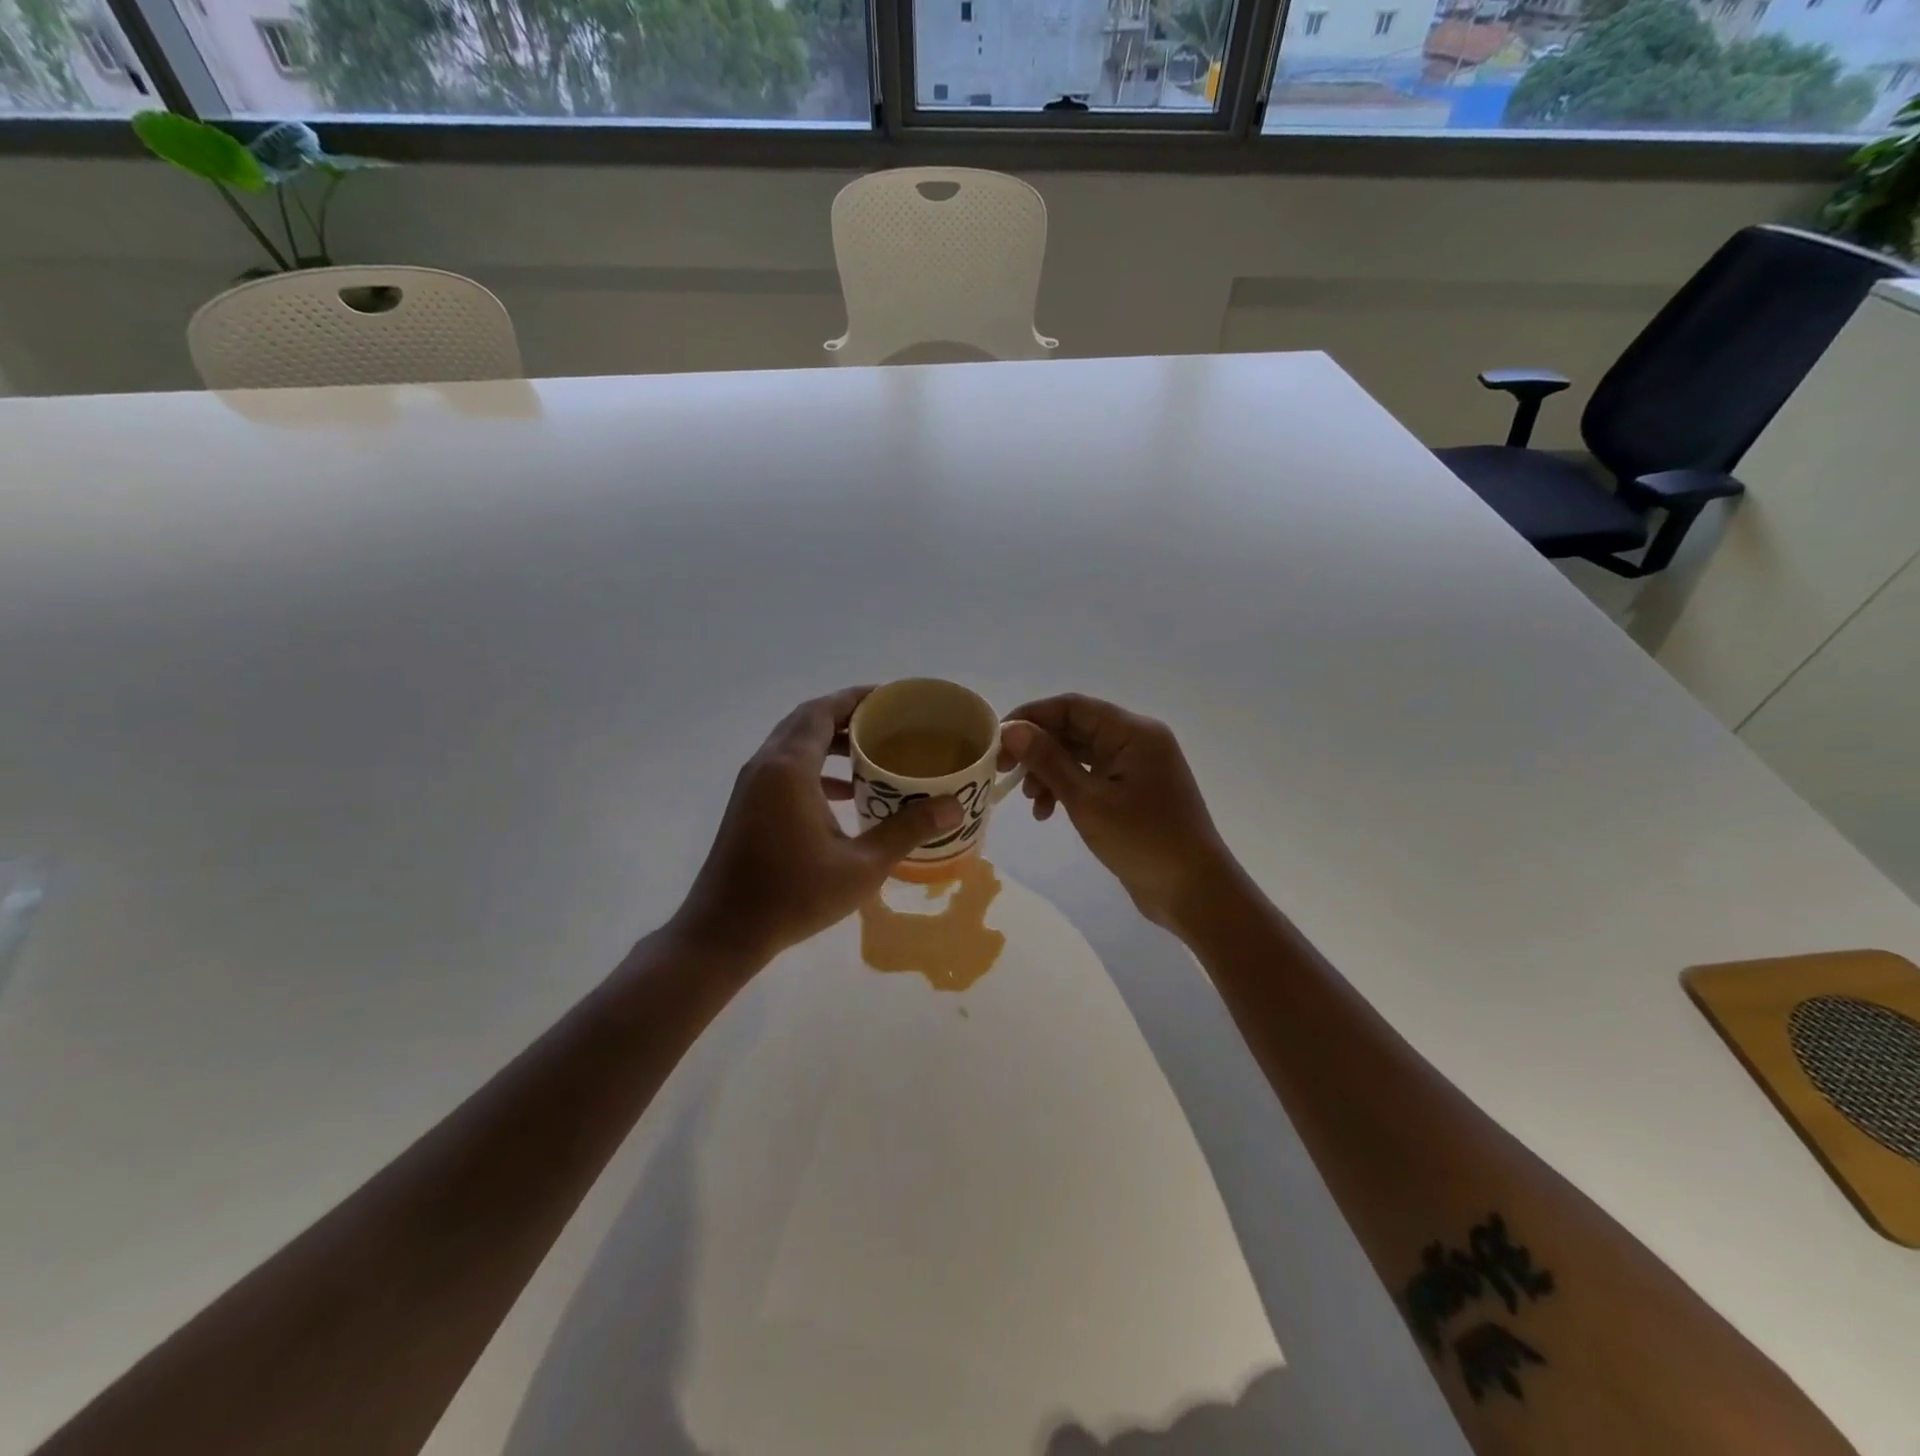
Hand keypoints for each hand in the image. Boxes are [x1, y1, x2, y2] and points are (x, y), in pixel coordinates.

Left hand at [671, 687, 961, 966]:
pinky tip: (846, 791)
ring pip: (795, 743)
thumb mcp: (860, 867)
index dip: (857, 697)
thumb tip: (953, 807)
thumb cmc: (793, 896)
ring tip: (873, 751)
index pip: (824, 711)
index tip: (893, 698)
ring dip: (831, 740)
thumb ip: (906, 831)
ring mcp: (753, 784)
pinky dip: (816, 766)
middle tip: (889, 721)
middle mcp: (766, 765)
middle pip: (808, 720)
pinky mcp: (749, 804)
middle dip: (847, 715)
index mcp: (790, 768)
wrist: (724, 931)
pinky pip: (786, 767)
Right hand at [1000, 694, 1236, 930]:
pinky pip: (1092, 777)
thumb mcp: (1088, 800)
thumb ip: (1048, 761)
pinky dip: (1067, 789)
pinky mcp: (1134, 792)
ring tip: (1032, 803)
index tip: (997, 741)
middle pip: (1075, 729)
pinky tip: (1048, 813)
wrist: (1194, 891)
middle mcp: (1137, 741)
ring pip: (1080, 755)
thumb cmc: (1143, 841)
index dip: (1031, 717)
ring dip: (1049, 773)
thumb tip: (1012, 729)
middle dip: (1037, 749)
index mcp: (1133, 732)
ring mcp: (1137, 767)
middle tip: (1005, 773)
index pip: (1072, 707)